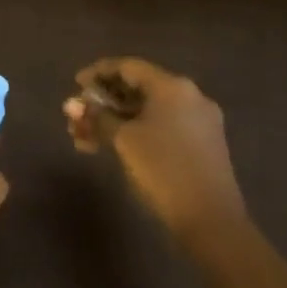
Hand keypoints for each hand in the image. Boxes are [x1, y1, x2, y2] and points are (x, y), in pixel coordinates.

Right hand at [63, 58, 246, 247]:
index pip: (128, 67)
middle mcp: (189, 96)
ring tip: (85, 140)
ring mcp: (199, 122)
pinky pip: (161, 127)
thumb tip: (74, 105)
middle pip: (138, 88)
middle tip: (78, 117)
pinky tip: (112, 148)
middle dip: (104, 102)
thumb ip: (97, 117)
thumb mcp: (124, 140)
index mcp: (172, 87)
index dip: (98, 72)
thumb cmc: (164, 170)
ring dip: (115, 121)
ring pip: (147, 111)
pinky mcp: (201, 145)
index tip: (76, 84)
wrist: (211, 221)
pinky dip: (135, 132)